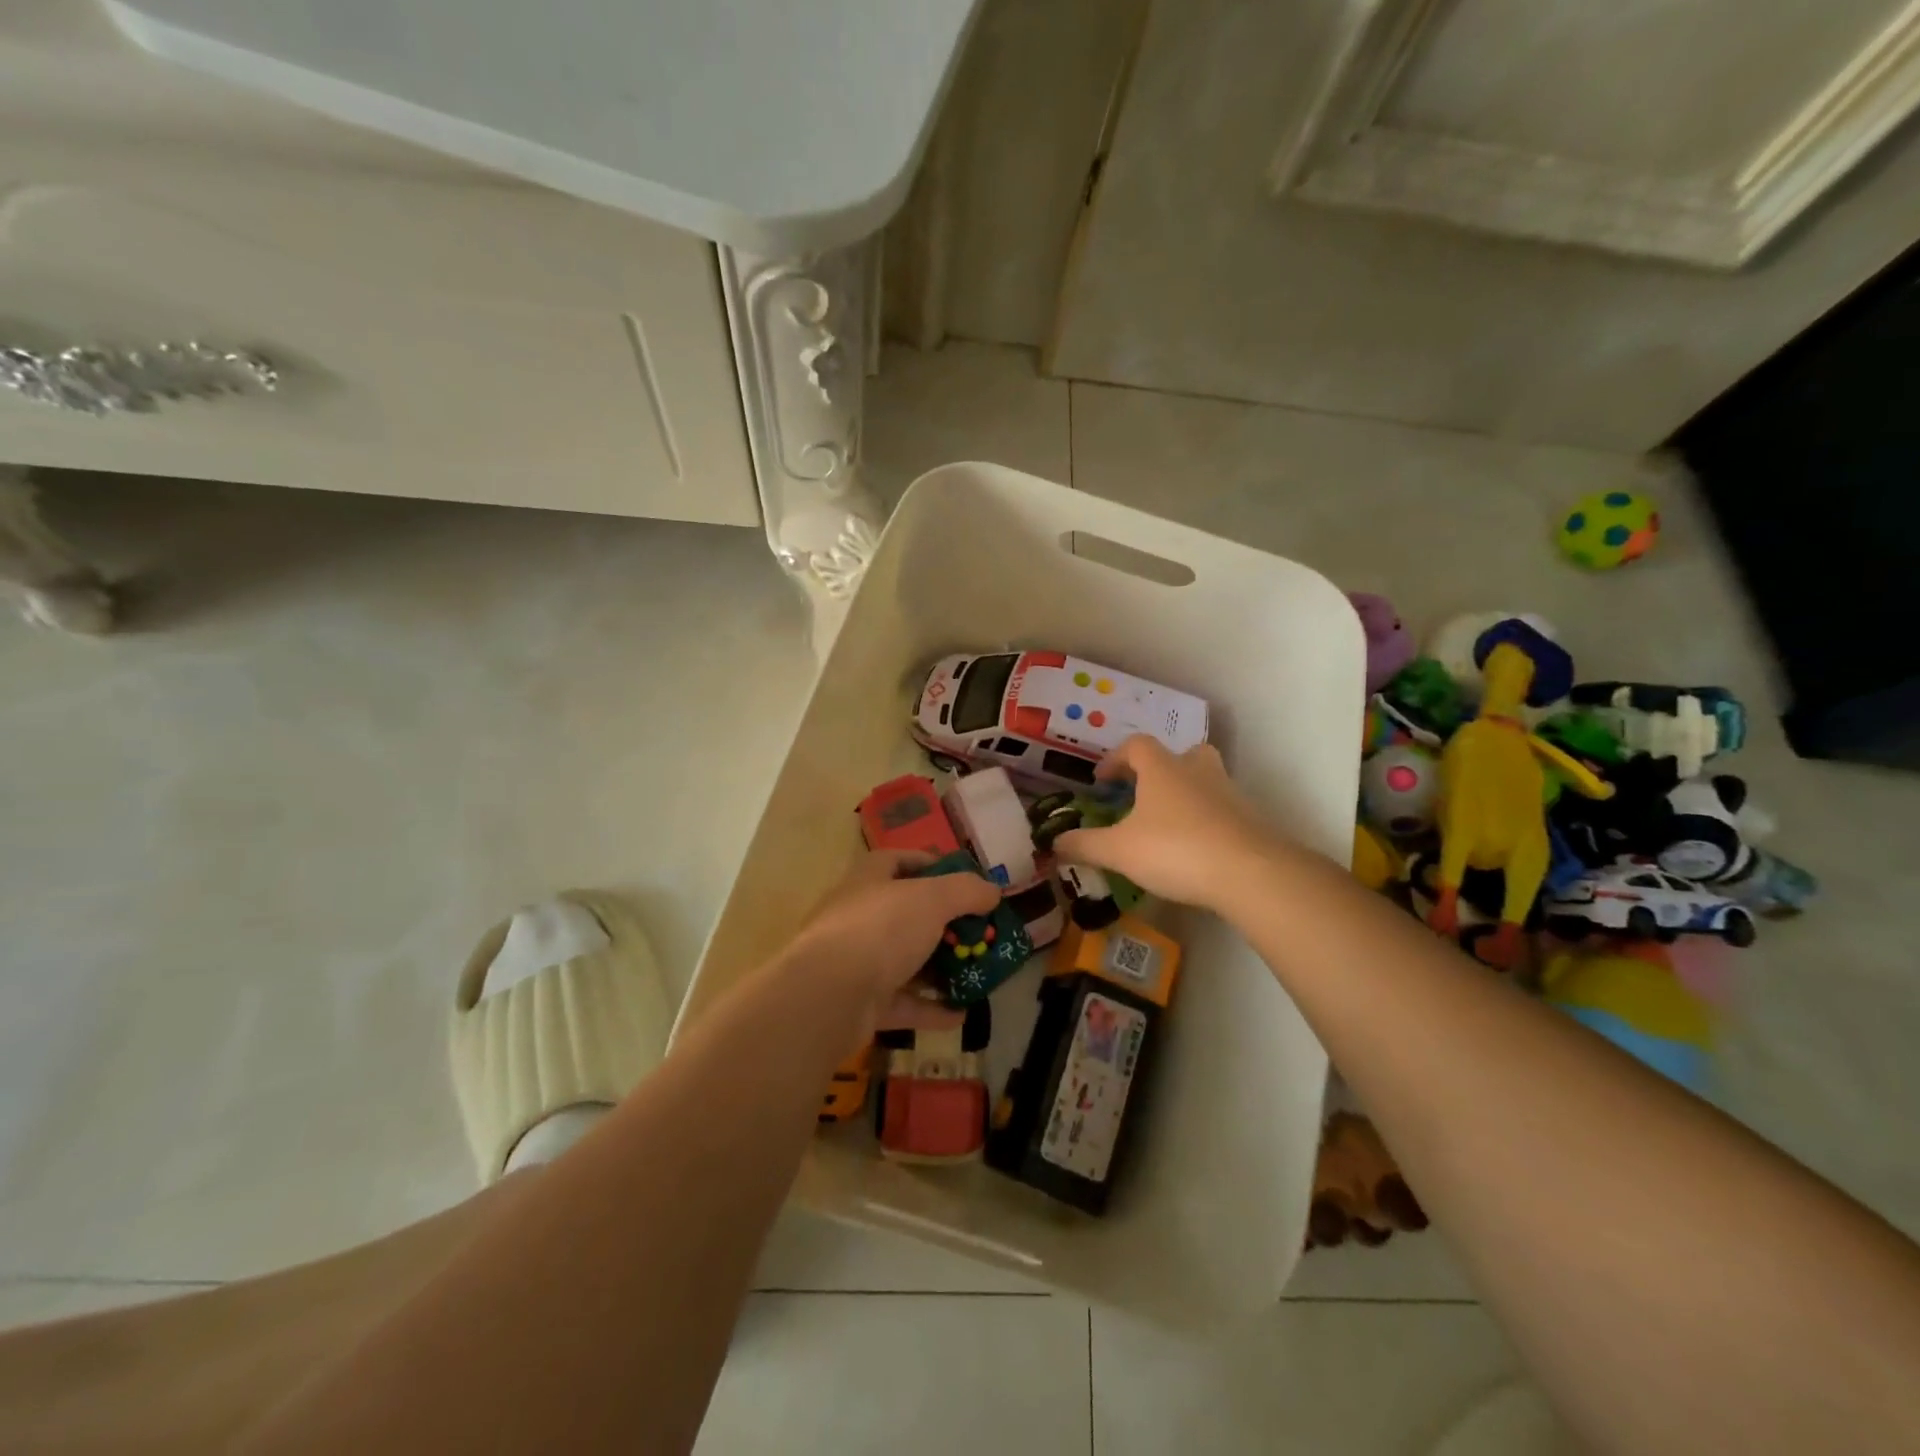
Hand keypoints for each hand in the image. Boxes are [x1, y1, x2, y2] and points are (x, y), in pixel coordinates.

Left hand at [783, 850, 999, 1038]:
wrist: (829, 996)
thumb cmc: (881, 929)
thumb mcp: (933, 899)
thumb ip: (967, 891)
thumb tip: (992, 891)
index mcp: (869, 879)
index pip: (899, 860)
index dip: (932, 864)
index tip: (965, 879)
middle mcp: (860, 915)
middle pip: (907, 913)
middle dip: (944, 923)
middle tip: (979, 932)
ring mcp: (857, 961)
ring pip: (905, 960)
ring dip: (939, 968)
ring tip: (976, 973)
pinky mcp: (860, 1002)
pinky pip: (903, 1002)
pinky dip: (931, 1008)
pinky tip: (961, 1014)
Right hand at [1053, 736, 1282, 912]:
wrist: (1250, 872)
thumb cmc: (1176, 849)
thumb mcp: (1119, 850)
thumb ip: (1085, 845)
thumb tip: (1054, 842)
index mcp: (1162, 768)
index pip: (1136, 746)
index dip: (1115, 759)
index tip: (1101, 780)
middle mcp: (1196, 771)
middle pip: (1179, 754)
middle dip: (1159, 769)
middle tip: (1142, 792)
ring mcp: (1228, 793)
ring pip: (1204, 779)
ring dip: (1184, 793)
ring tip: (1166, 822)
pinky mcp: (1249, 819)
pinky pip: (1221, 809)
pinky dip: (1204, 820)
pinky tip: (1193, 847)